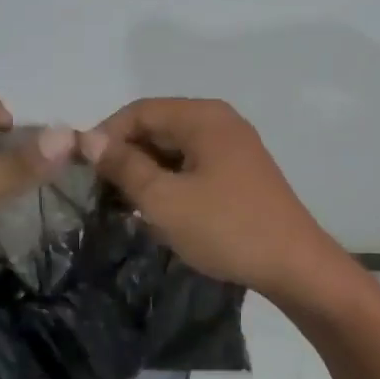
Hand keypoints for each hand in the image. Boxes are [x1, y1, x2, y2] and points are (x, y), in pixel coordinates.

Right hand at [78, 98, 343, 300]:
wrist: (295, 267)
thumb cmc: (226, 228)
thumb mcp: (164, 200)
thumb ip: (124, 166)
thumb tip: (88, 139)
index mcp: (203, 117)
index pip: (139, 111)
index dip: (105, 136)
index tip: (83, 170)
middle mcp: (219, 121)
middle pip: (157, 126)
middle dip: (125, 156)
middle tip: (100, 192)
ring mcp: (233, 146)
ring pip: (173, 148)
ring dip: (145, 171)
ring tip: (125, 205)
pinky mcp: (239, 172)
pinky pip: (192, 165)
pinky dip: (169, 181)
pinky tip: (158, 211)